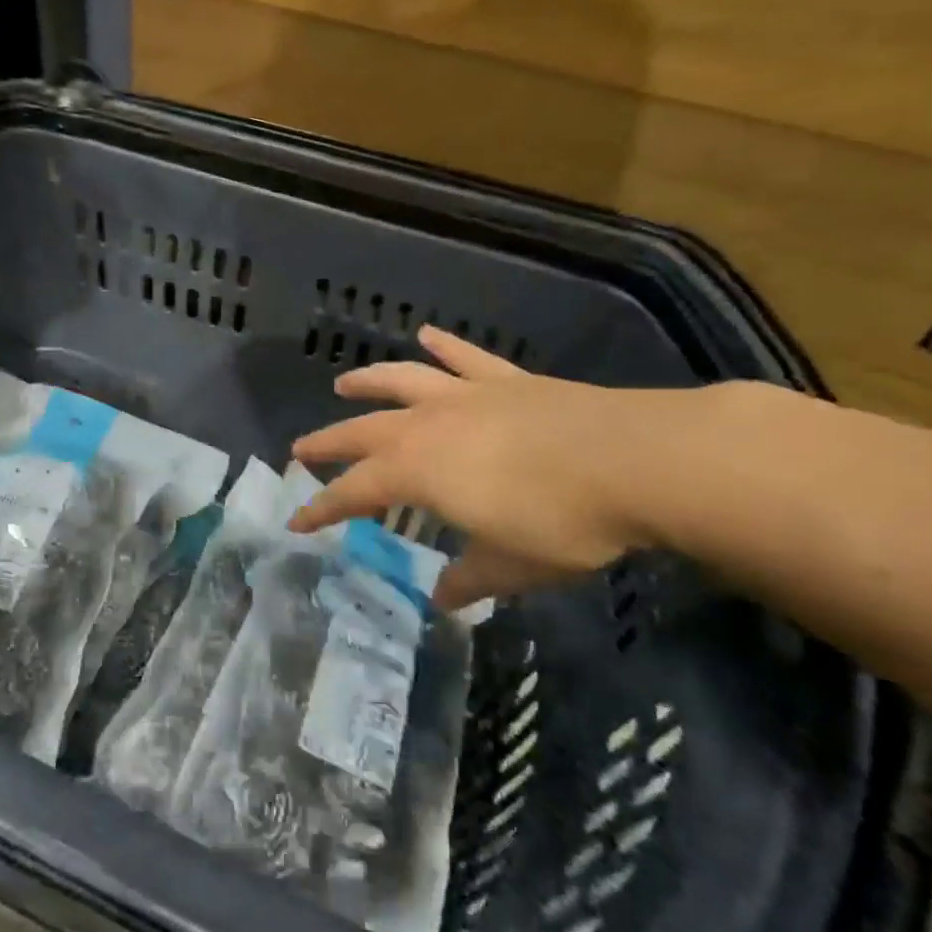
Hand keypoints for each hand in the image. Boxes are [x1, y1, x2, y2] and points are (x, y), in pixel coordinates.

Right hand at [288, 327, 733, 608]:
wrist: (635, 460)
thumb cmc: (562, 521)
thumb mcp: (511, 565)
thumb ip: (470, 578)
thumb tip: (442, 597)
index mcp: (419, 472)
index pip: (354, 492)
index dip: (322, 508)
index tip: (296, 522)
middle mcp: (429, 426)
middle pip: (363, 431)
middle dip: (328, 443)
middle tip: (301, 449)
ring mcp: (468, 396)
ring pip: (403, 381)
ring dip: (369, 381)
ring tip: (344, 383)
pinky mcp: (507, 381)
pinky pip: (465, 358)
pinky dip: (443, 346)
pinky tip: (427, 335)